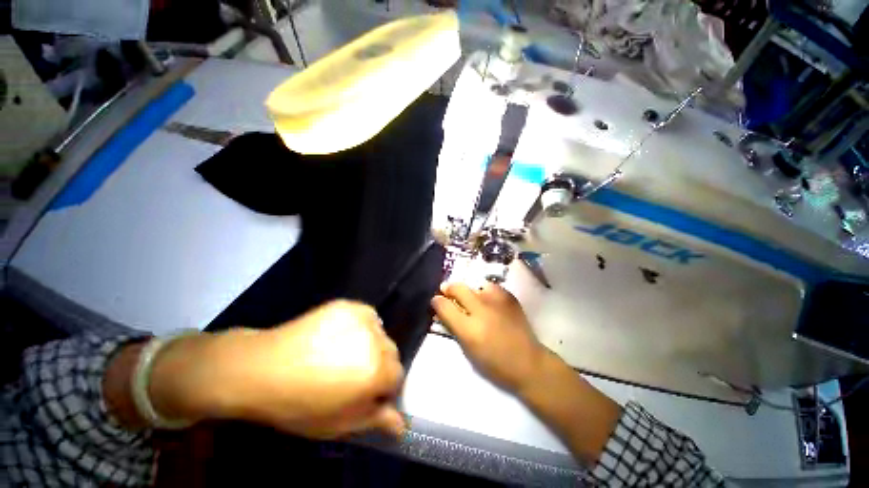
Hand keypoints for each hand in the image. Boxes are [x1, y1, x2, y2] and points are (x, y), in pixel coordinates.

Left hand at [149, 301, 405, 438]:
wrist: (264, 369)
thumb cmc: (299, 404)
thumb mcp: (338, 423)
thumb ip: (374, 420)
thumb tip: (401, 425)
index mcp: (376, 371)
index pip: (398, 375)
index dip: (383, 387)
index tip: (367, 392)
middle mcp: (376, 341)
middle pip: (391, 352)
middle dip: (380, 363)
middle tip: (354, 373)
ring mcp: (363, 319)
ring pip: (380, 333)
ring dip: (370, 344)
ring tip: (344, 353)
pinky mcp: (350, 305)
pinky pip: (368, 316)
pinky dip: (362, 326)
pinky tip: (341, 335)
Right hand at [431, 282, 546, 392]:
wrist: (528, 362)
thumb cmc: (494, 363)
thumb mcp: (467, 349)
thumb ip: (453, 326)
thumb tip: (442, 309)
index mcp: (469, 329)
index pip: (444, 306)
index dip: (437, 301)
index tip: (436, 301)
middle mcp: (481, 310)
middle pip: (458, 288)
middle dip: (449, 288)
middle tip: (447, 292)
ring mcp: (497, 301)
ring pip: (474, 286)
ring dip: (469, 292)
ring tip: (472, 301)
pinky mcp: (509, 297)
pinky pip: (490, 287)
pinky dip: (485, 293)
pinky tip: (488, 302)